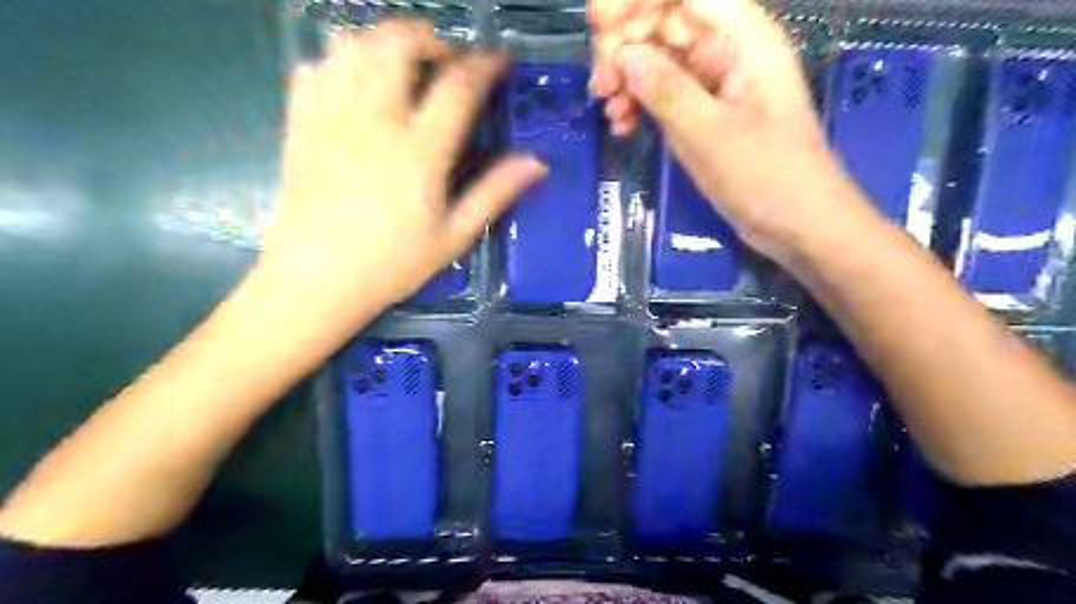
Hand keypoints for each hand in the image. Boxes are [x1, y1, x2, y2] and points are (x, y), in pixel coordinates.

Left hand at [261, 18, 547, 320]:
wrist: (316, 281)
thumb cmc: (392, 264)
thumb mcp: (454, 236)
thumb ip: (494, 193)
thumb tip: (536, 163)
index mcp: (419, 152)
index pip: (457, 87)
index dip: (483, 65)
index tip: (498, 60)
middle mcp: (374, 122)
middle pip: (397, 44)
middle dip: (428, 38)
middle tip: (445, 61)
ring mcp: (331, 118)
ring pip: (353, 45)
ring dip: (384, 43)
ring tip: (403, 68)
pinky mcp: (301, 124)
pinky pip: (314, 68)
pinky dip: (340, 63)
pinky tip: (356, 87)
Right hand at [587, 0, 863, 258]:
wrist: (799, 224)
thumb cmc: (767, 177)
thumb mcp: (712, 134)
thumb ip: (667, 91)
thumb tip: (625, 55)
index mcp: (742, 37)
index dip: (637, 0)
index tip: (599, 25)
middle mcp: (727, 50)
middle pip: (664, 22)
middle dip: (625, 46)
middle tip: (600, 87)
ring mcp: (714, 83)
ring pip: (658, 60)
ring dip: (627, 79)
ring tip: (612, 114)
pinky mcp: (705, 112)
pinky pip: (664, 94)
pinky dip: (640, 104)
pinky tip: (624, 127)